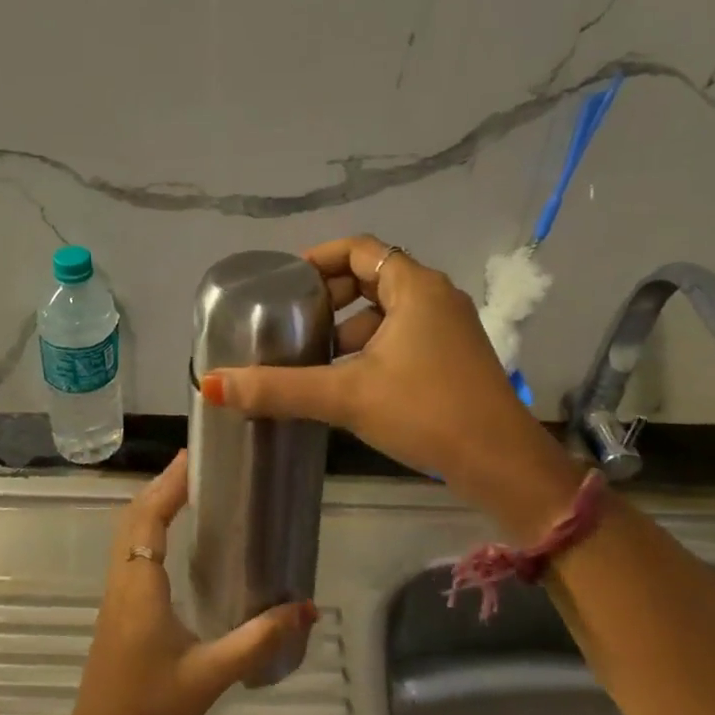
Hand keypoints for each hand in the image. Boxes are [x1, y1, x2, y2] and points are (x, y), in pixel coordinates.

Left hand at [66, 451, 315, 714]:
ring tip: (185, 489)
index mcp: (141, 583)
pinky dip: (146, 527)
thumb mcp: (212, 673)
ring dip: (151, 504)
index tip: (194, 457)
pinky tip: (169, 538)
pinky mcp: (116, 608)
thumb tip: (307, 609)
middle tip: (197, 465)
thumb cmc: (152, 705)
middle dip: (162, 485)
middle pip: (134, 515)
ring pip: (127, 532)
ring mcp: (115, 593)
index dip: (170, 484)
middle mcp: (123, 579)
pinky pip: (128, 550)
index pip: (150, 516)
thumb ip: (260, 640)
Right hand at [199, 235, 576, 509]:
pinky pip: (403, 337)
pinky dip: (371, 349)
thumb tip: (211, 384)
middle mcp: (437, 298)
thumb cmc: (427, 413)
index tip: (285, 283)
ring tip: (314, 357)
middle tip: (295, 322)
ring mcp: (450, 329)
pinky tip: (348, 382)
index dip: (319, 259)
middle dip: (330, 299)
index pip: (359, 249)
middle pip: (372, 278)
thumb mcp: (347, 396)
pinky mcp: (453, 359)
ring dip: (350, 328)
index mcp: (416, 288)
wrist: (503, 465)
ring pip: (388, 312)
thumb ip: (279, 388)